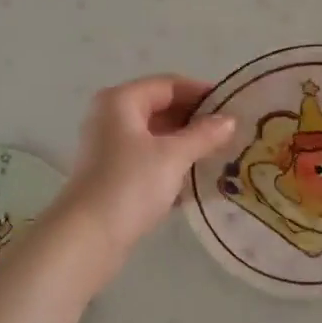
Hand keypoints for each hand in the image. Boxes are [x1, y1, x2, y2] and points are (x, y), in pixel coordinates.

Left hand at [56, 74, 236, 277]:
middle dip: (195, 119)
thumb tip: (229, 120)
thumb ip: (203, 134)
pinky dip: (171, 162)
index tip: (233, 105)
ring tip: (220, 153)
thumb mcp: (173, 156)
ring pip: (155, 135)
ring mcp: (109, 147)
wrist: (88, 237)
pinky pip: (148, 158)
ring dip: (185, 143)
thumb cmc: (130, 184)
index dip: (201, 92)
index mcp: (121, 100)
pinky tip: (197, 176)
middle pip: (161, 107)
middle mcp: (111, 117)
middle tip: (231, 131)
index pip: (169, 84)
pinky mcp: (112, 174)